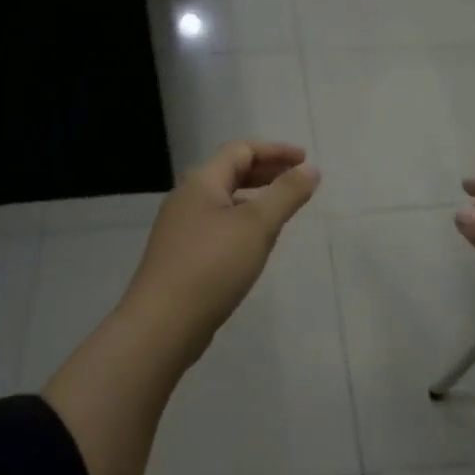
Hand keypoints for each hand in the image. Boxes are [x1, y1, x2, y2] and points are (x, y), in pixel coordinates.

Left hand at [122, 141, 319, 358]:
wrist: (163, 324)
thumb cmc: (213, 266)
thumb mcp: (257, 226)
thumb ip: (287, 194)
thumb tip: (312, 170)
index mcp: (201, 183)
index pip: (240, 150)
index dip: (275, 151)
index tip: (305, 160)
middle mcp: (187, 199)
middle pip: (230, 172)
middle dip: (266, 171)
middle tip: (298, 180)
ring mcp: (181, 229)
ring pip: (224, 200)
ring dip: (255, 197)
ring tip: (281, 209)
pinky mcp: (181, 256)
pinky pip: (218, 224)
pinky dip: (242, 221)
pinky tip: (255, 242)